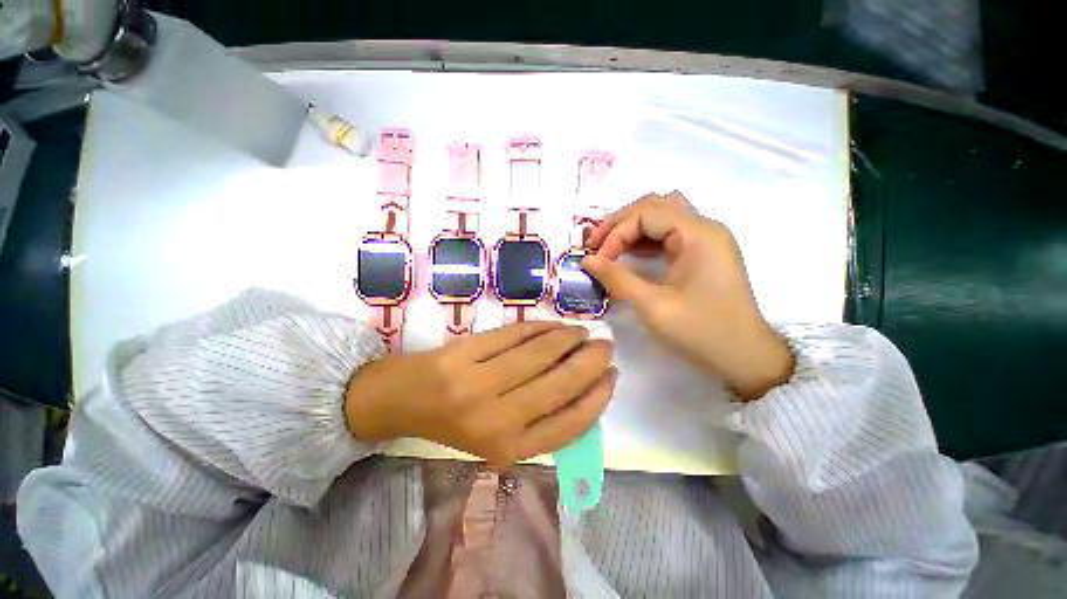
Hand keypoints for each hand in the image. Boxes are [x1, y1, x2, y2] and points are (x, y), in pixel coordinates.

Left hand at [344, 322, 615, 467]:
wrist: (402, 402)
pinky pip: (515, 334)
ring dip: (568, 339)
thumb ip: (541, 420)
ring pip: (540, 354)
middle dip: (590, 362)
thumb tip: (584, 389)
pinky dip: (540, 327)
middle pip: (559, 384)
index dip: (597, 398)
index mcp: (508, 448)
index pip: (569, 424)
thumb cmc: (456, 423)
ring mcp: (478, 383)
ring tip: (581, 332)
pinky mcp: (466, 353)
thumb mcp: (499, 437)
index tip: (611, 377)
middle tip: (605, 346)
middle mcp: (496, 420)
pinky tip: (554, 325)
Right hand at [583, 191, 793, 399]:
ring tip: (609, 247)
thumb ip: (617, 278)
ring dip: (633, 228)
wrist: (745, 357)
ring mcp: (706, 240)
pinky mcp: (703, 254)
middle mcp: (704, 228)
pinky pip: (669, 234)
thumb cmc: (701, 331)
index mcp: (698, 234)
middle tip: (597, 245)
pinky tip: (630, 255)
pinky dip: (646, 240)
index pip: (646, 214)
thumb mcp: (652, 306)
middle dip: (621, 223)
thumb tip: (586, 260)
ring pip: (662, 216)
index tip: (598, 260)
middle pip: (655, 205)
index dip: (616, 233)